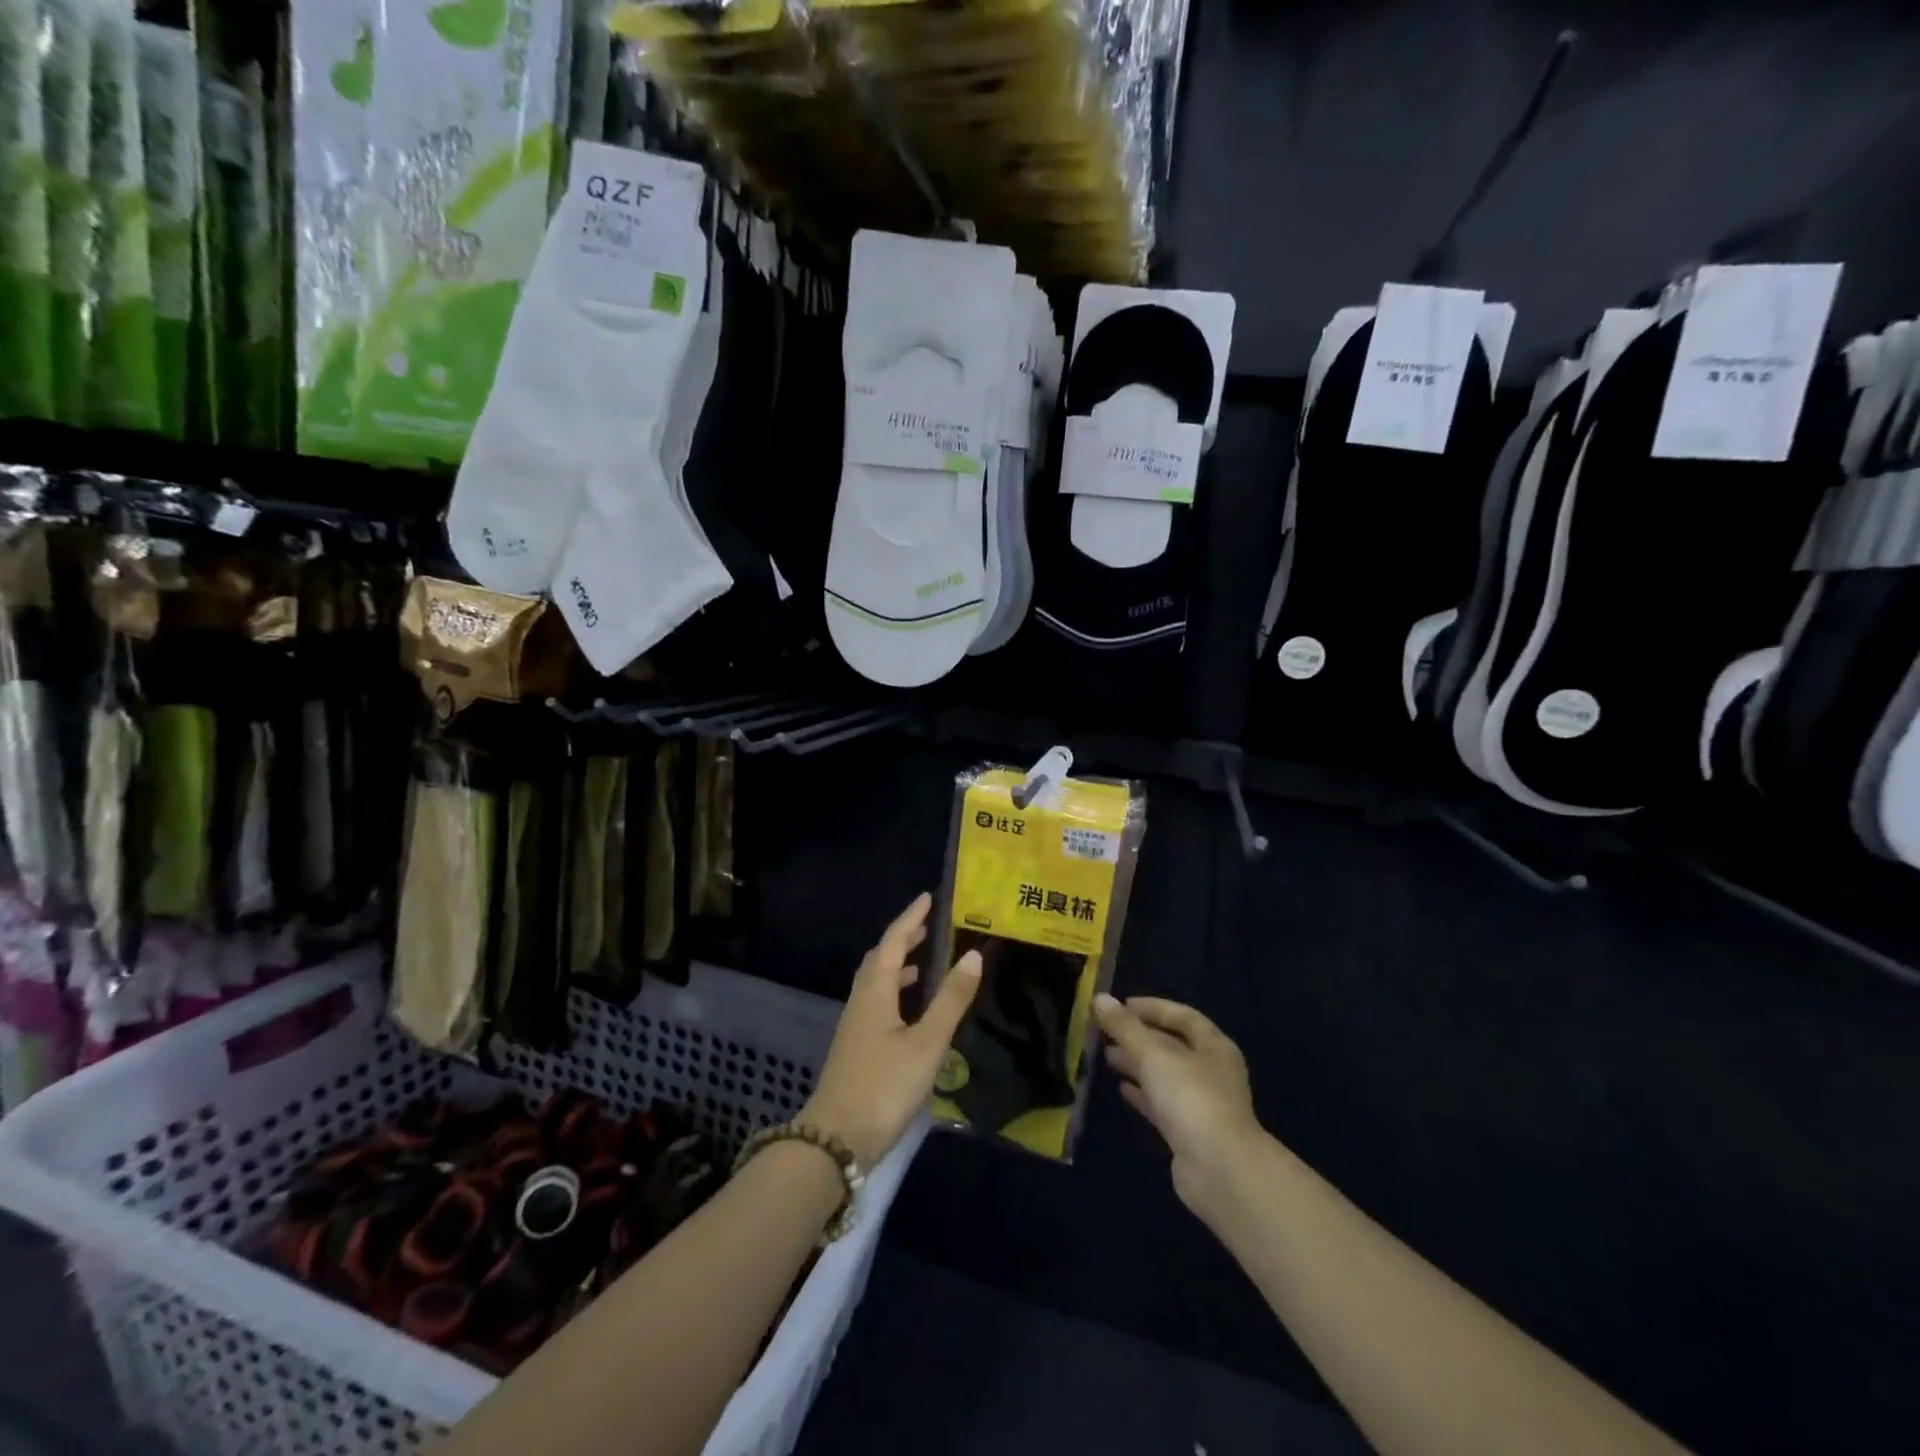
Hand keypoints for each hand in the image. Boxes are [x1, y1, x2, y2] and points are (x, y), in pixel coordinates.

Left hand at [800, 893, 982, 1168]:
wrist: (835, 1141)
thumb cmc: (884, 1086)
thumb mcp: (926, 1043)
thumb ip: (950, 1000)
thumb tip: (972, 955)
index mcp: (875, 992)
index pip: (893, 942)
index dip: (911, 918)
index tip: (928, 898)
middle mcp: (861, 1001)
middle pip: (880, 959)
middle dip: (903, 939)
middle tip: (928, 927)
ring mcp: (855, 1026)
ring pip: (876, 983)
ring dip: (898, 966)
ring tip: (925, 964)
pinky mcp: (856, 1048)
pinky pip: (877, 1003)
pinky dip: (896, 992)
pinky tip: (911, 1012)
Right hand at [1095, 994, 1263, 1217]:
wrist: (1219, 1170)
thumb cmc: (1191, 1098)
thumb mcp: (1153, 1054)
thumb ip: (1125, 1027)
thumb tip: (1100, 999)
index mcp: (1215, 1047)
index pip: (1183, 1016)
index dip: (1153, 1008)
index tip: (1121, 1005)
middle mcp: (1212, 1072)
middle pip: (1172, 1046)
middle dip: (1140, 1037)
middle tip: (1106, 1032)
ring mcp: (1202, 1105)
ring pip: (1165, 1075)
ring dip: (1137, 1064)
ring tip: (1106, 1057)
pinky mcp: (1189, 1133)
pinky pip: (1162, 1104)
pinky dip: (1142, 1093)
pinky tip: (1121, 1089)